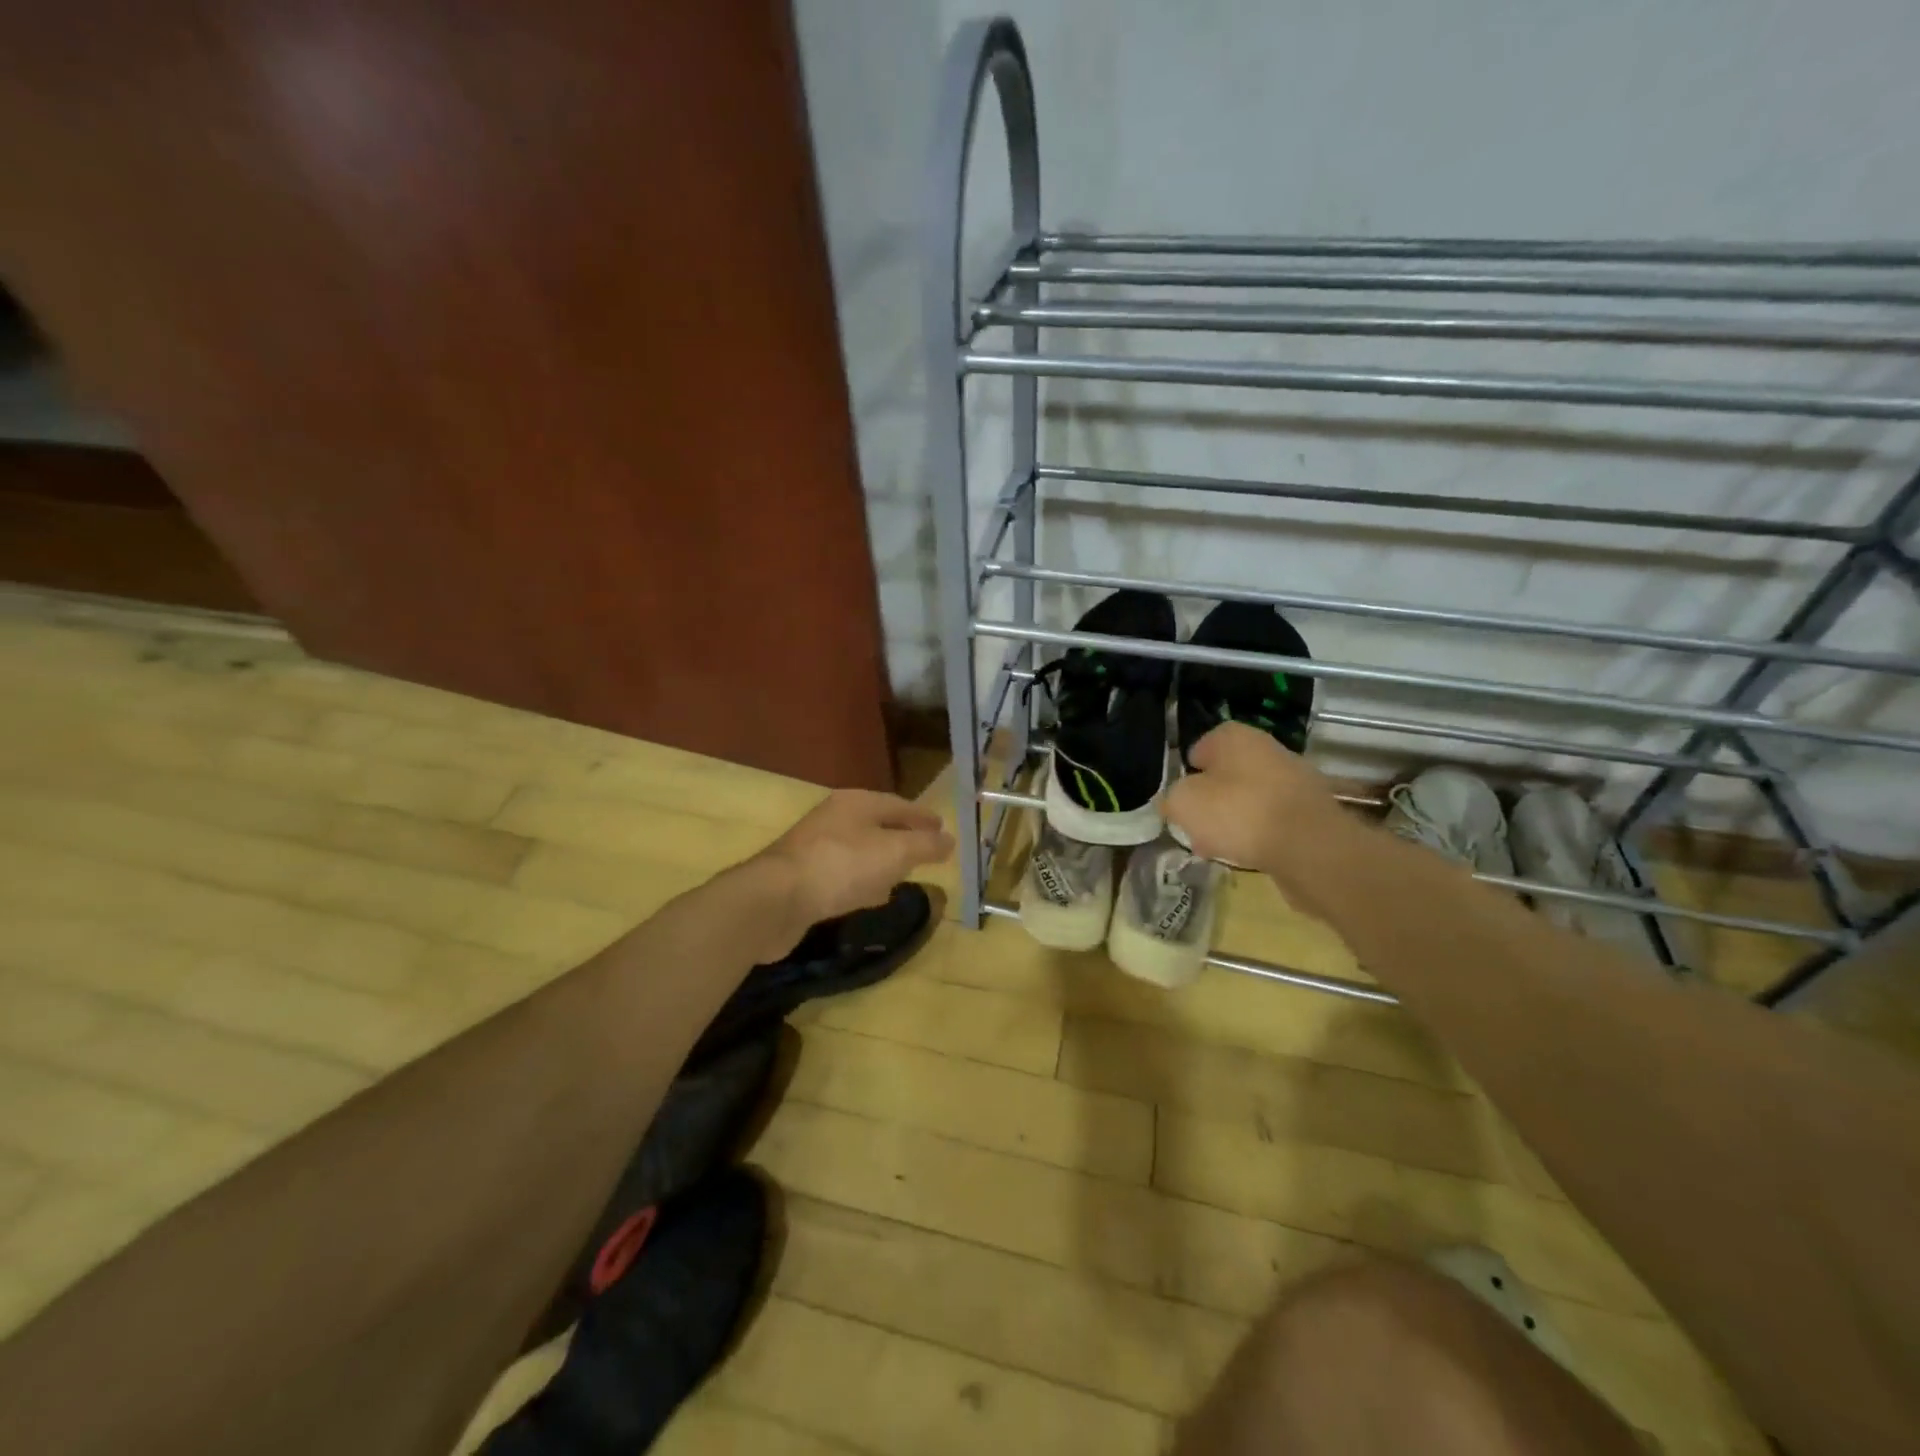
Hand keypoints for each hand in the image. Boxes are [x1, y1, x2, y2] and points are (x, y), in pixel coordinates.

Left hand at [754, 788, 953, 936]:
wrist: (775, 900)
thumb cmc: (842, 866)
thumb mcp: (895, 852)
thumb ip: (925, 845)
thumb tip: (950, 839)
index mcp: (856, 803)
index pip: (900, 805)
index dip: (924, 818)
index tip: (944, 831)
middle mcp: (834, 818)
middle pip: (878, 825)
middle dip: (903, 838)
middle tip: (926, 853)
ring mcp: (815, 847)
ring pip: (860, 850)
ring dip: (882, 862)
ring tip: (902, 877)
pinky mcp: (803, 877)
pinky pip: (843, 874)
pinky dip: (861, 882)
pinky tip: (868, 898)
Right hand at [1161, 723, 1343, 881]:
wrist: (1308, 846)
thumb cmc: (1237, 813)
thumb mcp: (1183, 803)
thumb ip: (1172, 798)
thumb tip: (1176, 801)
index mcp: (1233, 736)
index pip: (1200, 747)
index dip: (1187, 774)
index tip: (1181, 800)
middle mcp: (1267, 748)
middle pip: (1227, 774)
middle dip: (1211, 799)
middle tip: (1197, 827)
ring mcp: (1294, 778)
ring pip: (1250, 797)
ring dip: (1234, 819)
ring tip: (1221, 847)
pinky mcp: (1311, 810)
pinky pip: (1273, 818)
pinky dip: (1260, 833)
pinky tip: (1250, 854)